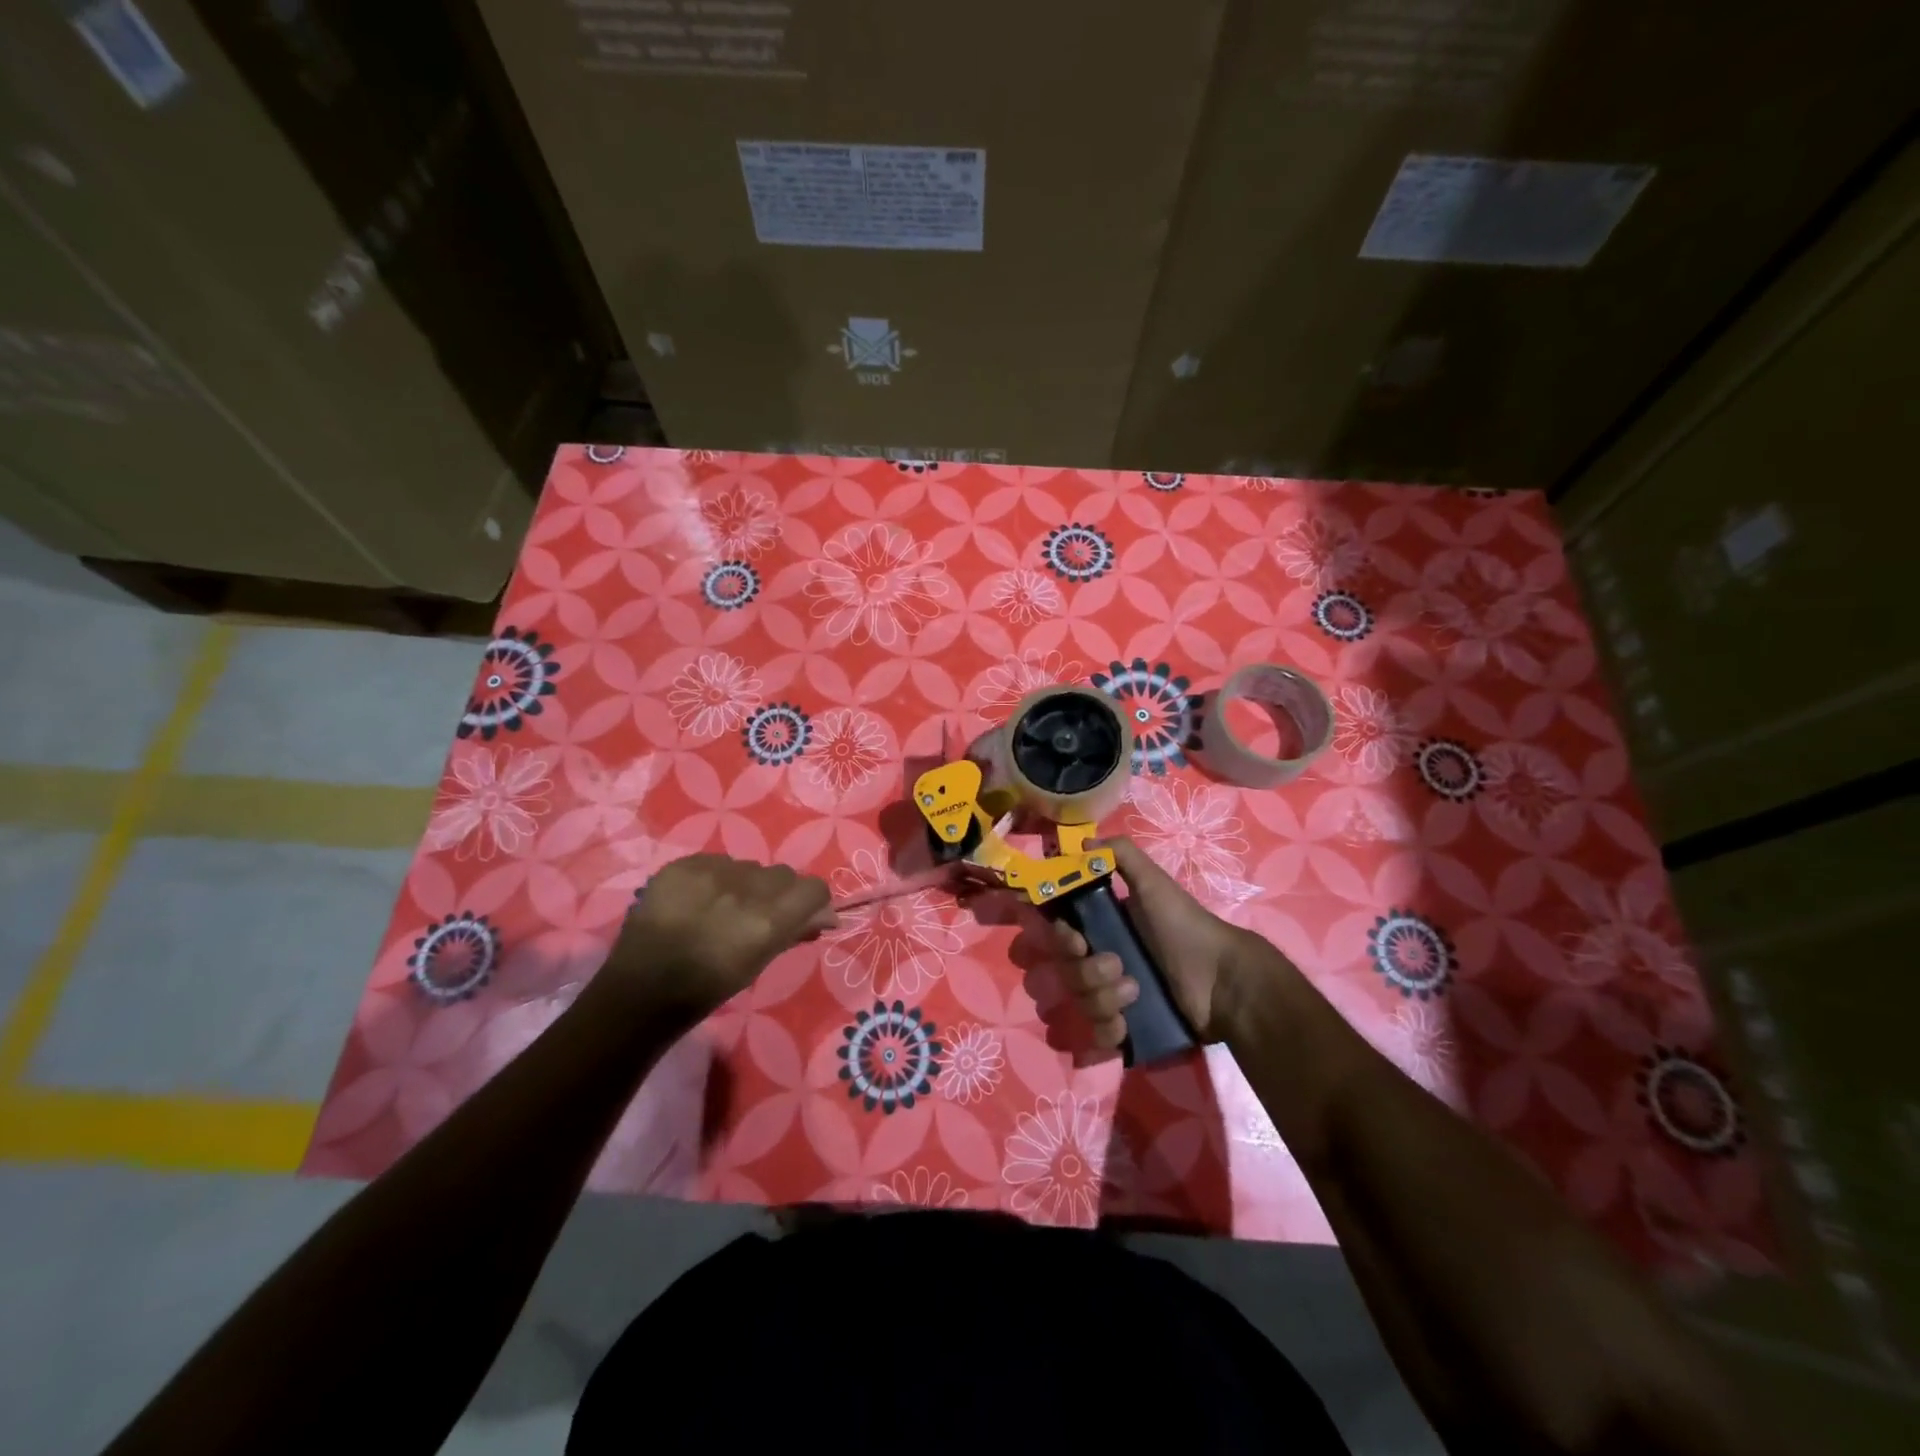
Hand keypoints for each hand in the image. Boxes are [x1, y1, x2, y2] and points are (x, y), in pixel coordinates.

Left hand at [599, 854, 834, 1020]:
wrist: (641, 990)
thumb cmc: (708, 988)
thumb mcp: (759, 963)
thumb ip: (794, 931)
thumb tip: (828, 914)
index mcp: (767, 921)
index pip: (813, 889)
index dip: (812, 901)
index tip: (803, 915)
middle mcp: (744, 889)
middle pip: (782, 875)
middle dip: (779, 893)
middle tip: (758, 915)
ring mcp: (710, 873)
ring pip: (749, 867)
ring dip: (746, 884)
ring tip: (723, 908)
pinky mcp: (682, 865)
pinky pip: (716, 862)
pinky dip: (716, 879)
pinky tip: (699, 901)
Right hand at [1048, 838, 1256, 1049]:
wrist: (1221, 980)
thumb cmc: (1184, 927)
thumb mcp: (1154, 884)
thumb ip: (1121, 855)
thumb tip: (1083, 840)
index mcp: (1104, 927)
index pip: (1062, 932)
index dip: (1059, 936)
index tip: (1074, 937)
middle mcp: (1102, 960)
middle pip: (1066, 969)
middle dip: (1086, 970)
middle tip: (1115, 965)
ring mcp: (1112, 997)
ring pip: (1079, 1002)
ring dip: (1102, 997)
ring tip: (1135, 992)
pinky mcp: (1126, 1029)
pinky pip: (1096, 1034)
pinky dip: (1108, 1030)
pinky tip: (1128, 1023)